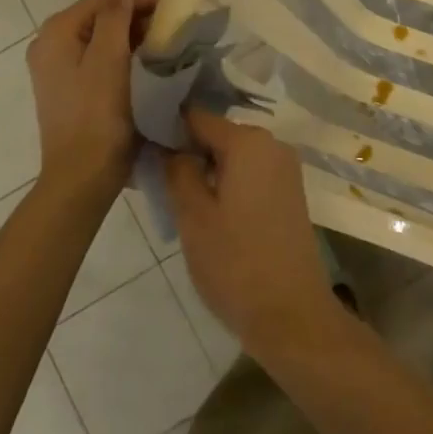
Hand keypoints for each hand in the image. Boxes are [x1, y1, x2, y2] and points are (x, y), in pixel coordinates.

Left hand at [26, 0, 158, 196]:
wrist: (82, 177)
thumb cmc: (98, 114)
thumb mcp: (109, 59)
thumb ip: (114, 13)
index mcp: (57, 32)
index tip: (176, 11)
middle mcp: (50, 45)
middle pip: (101, 17)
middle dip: (138, 20)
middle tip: (174, 33)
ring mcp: (57, 69)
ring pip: (102, 39)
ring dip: (133, 40)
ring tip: (166, 50)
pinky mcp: (69, 89)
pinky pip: (98, 61)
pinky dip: (122, 59)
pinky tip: (145, 69)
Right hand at [164, 108, 341, 358]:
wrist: (292, 316)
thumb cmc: (236, 264)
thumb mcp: (193, 216)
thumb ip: (176, 171)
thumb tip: (166, 144)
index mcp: (249, 142)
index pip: (197, 117)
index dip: (167, 127)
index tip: (140, 143)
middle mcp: (272, 145)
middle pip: (217, 135)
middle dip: (186, 150)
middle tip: (154, 175)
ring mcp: (285, 170)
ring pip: (233, 156)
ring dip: (205, 169)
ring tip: (174, 195)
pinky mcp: (289, 194)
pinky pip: (250, 174)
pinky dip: (227, 183)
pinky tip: (206, 209)